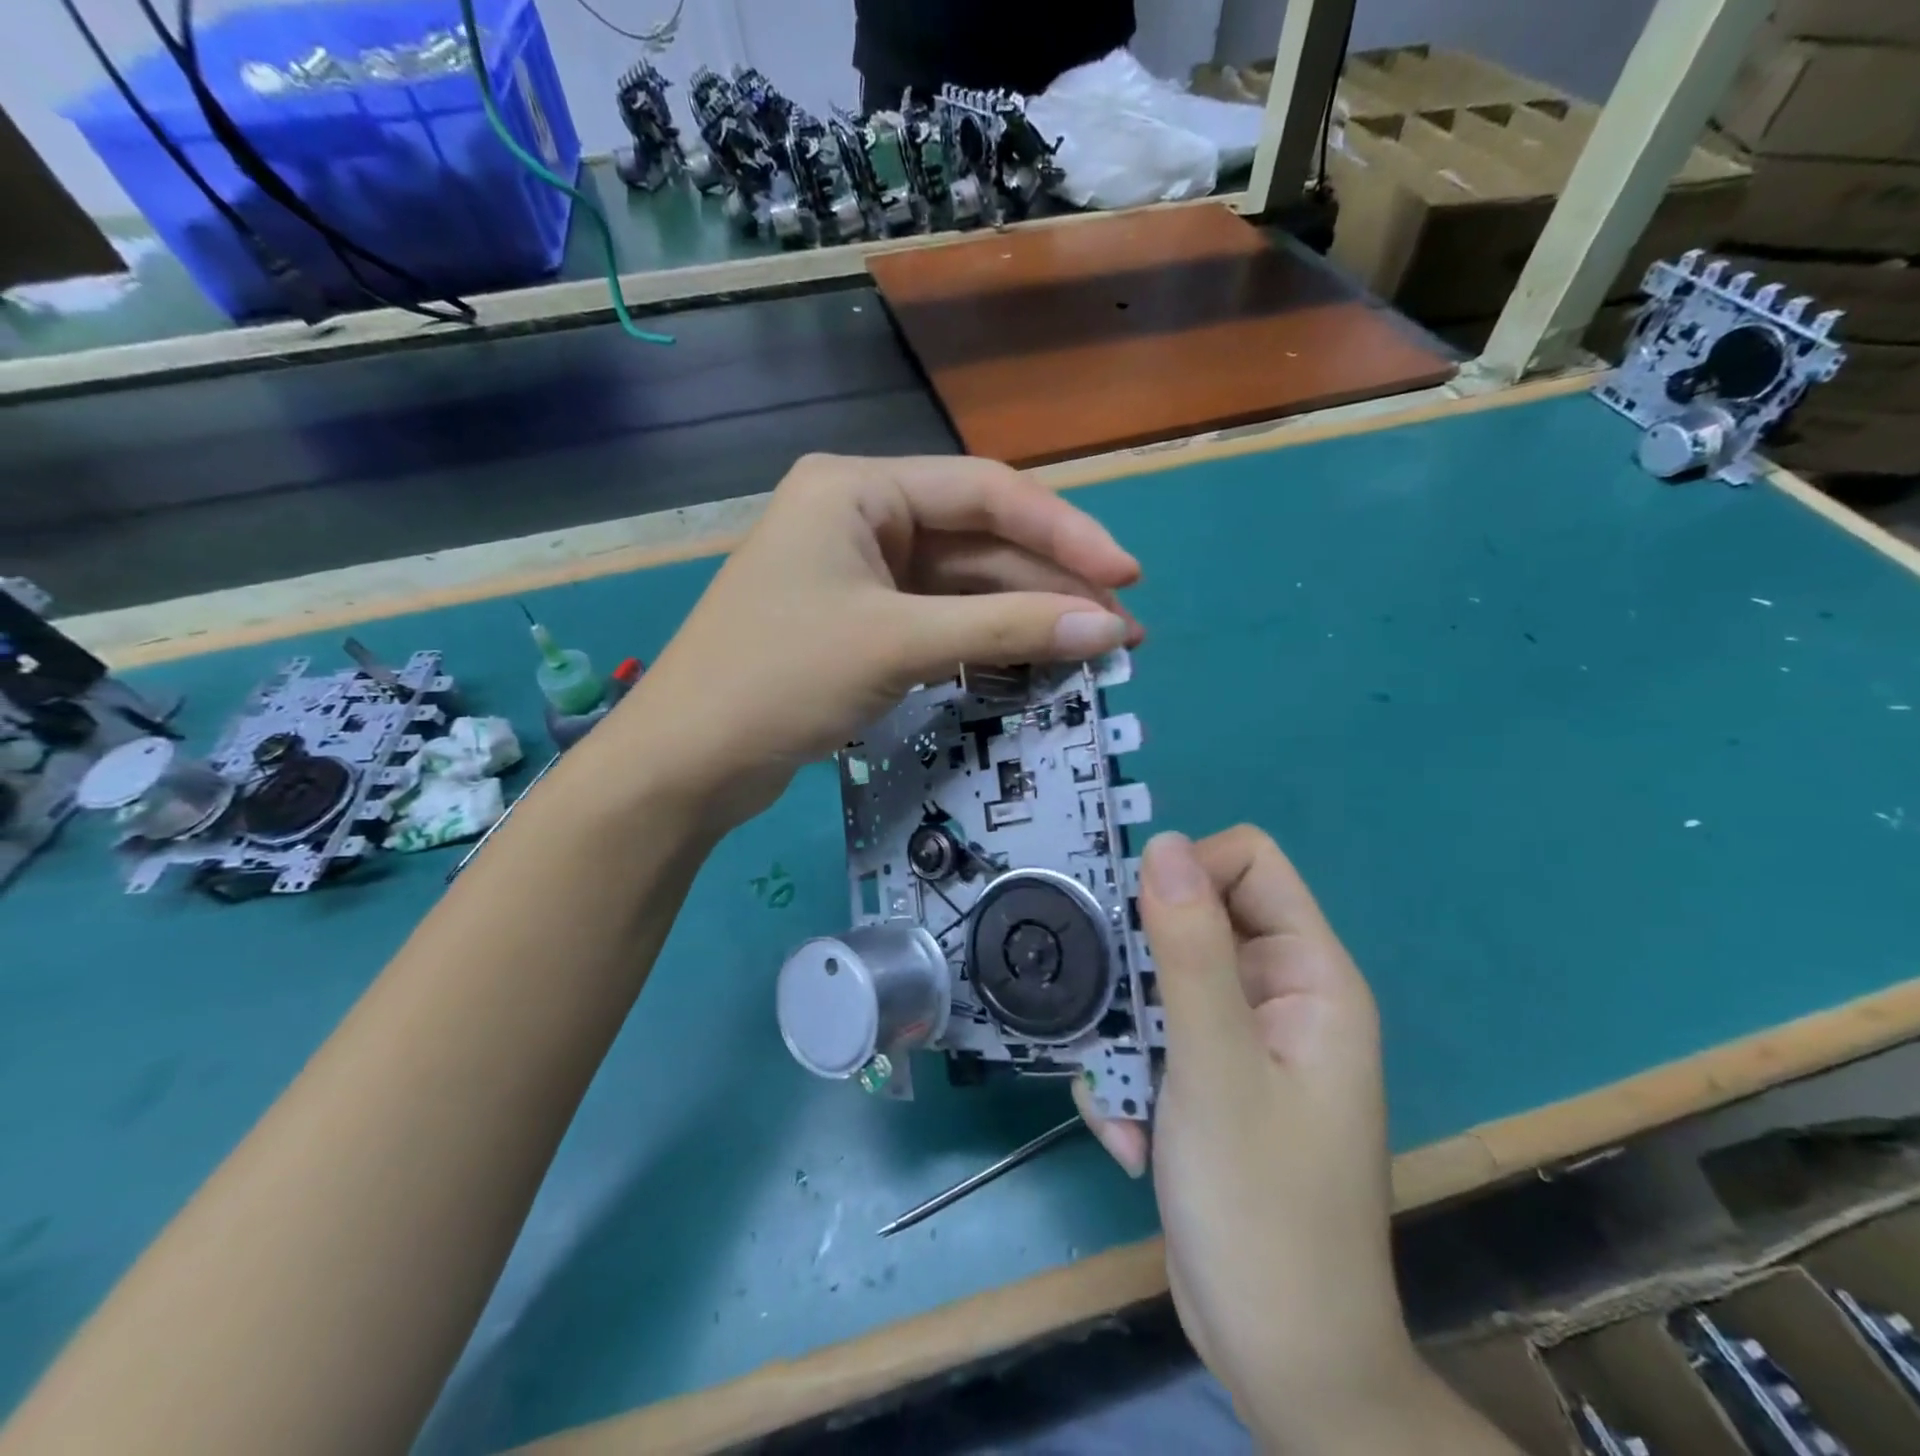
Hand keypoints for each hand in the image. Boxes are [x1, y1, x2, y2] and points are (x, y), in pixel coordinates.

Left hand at [608, 454, 1141, 825]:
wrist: (686, 763)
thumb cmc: (779, 679)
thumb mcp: (898, 644)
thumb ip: (1006, 630)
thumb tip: (1109, 628)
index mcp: (858, 488)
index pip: (985, 493)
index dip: (1064, 532)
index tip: (1125, 579)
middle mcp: (862, 517)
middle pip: (980, 540)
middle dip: (1052, 583)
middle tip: (1122, 629)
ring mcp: (862, 573)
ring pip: (965, 585)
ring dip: (1027, 615)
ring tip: (1096, 649)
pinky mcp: (862, 623)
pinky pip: (941, 620)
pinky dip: (987, 640)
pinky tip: (1037, 658)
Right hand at [1074, 829, 1439, 1449]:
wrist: (1280, 1360)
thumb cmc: (1261, 1208)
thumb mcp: (1215, 1067)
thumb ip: (1190, 950)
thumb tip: (1164, 843)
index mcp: (1308, 977)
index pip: (1249, 864)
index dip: (1188, 873)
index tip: (1133, 920)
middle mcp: (1278, 998)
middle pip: (1191, 924)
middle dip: (1140, 973)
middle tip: (1111, 1019)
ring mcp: (1240, 1043)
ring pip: (1157, 987)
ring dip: (1125, 1042)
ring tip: (1121, 1103)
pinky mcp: (1206, 1083)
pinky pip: (1151, 1043)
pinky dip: (1128, 1083)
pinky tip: (1128, 1140)